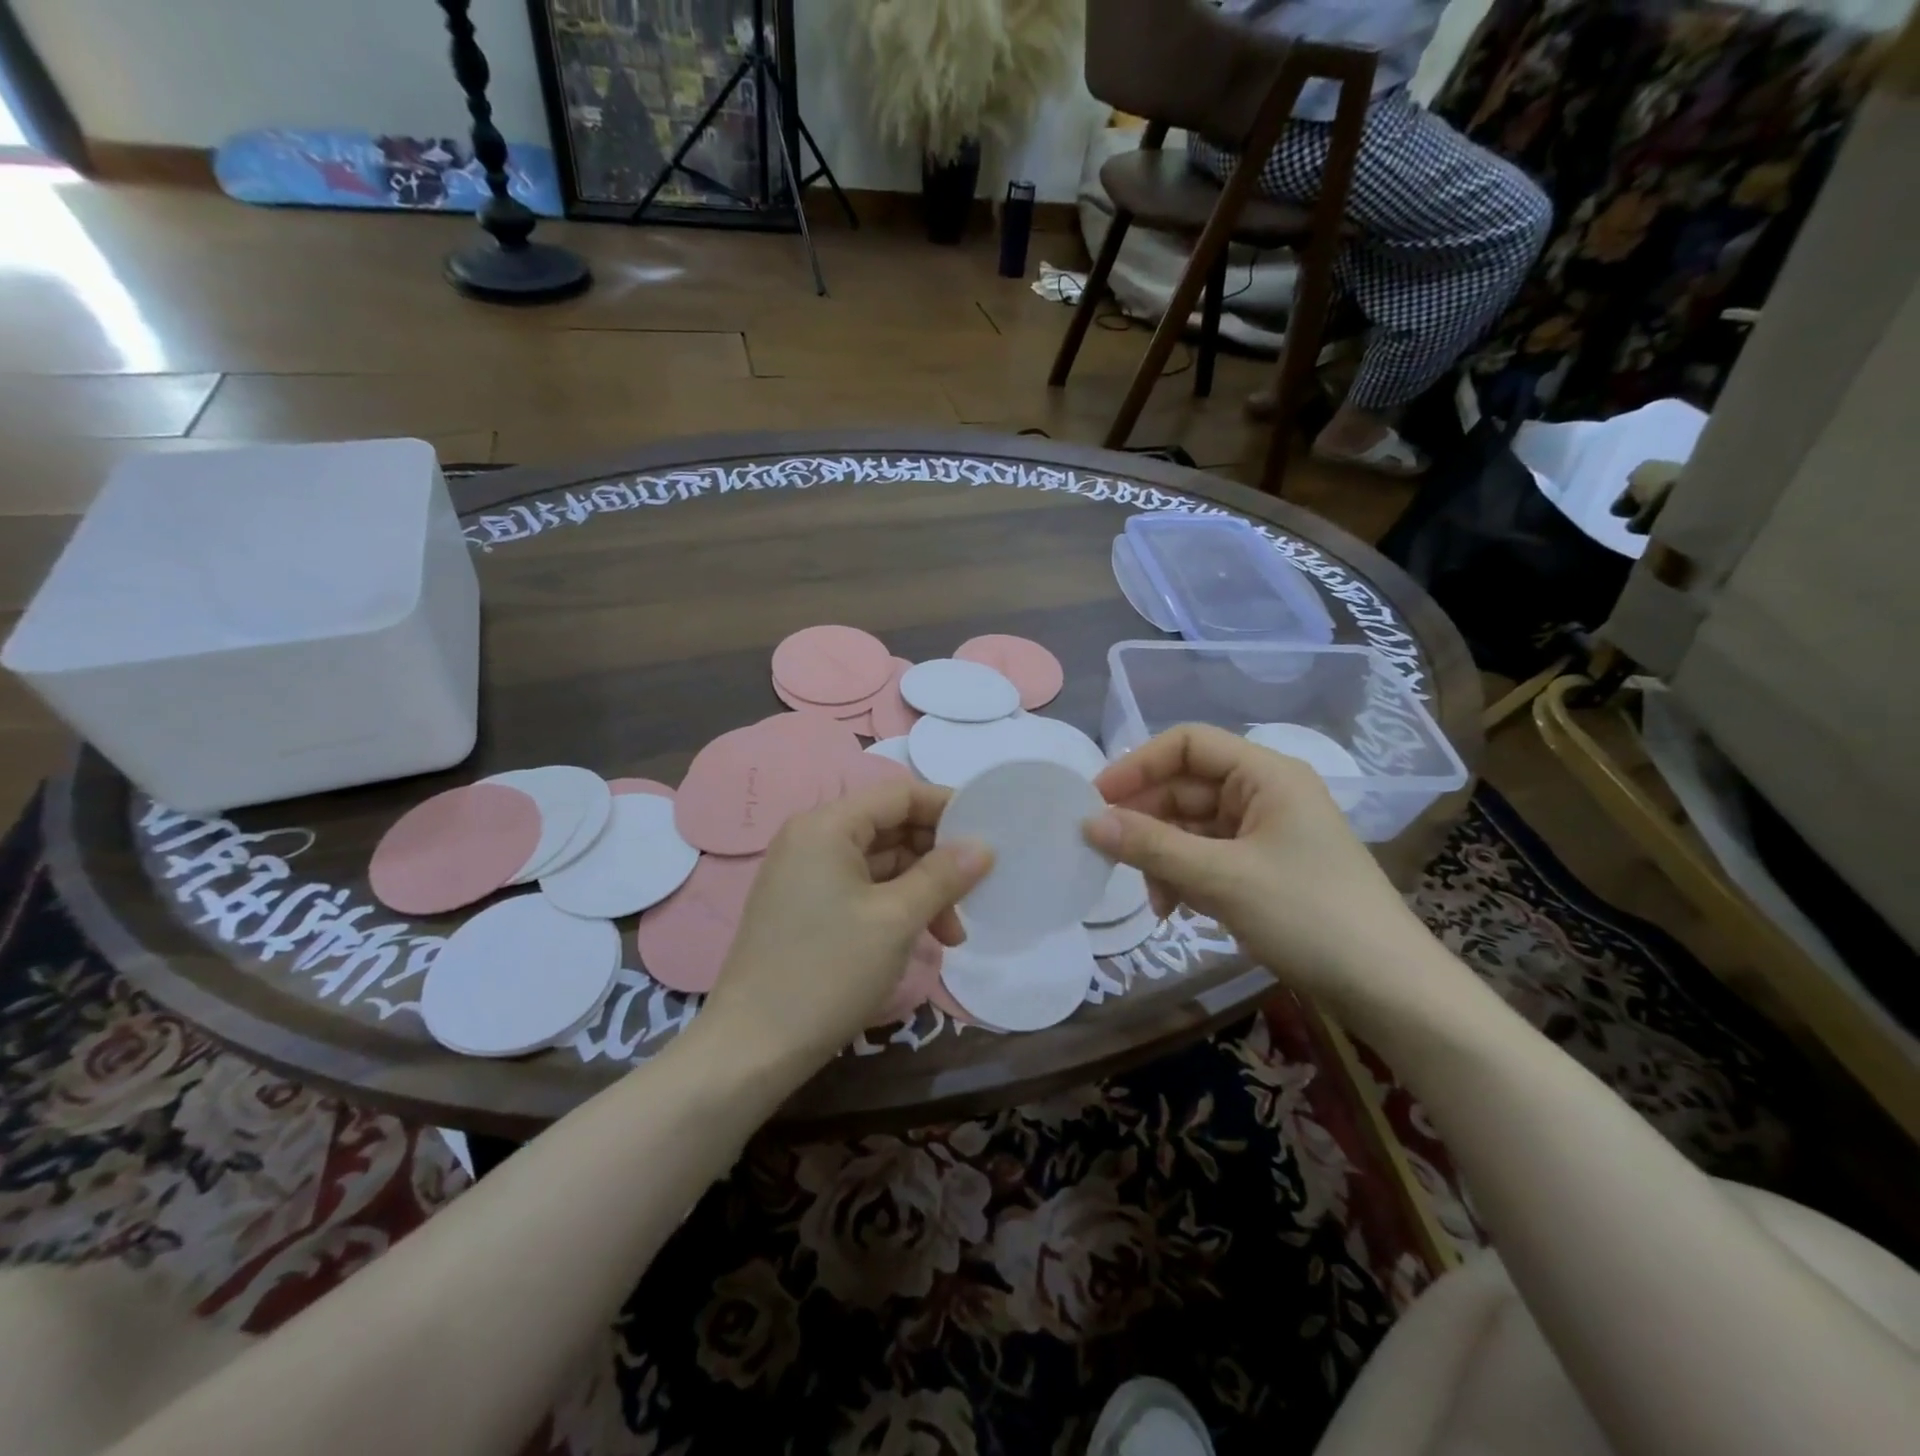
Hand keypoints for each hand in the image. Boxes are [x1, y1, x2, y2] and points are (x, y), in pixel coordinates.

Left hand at [701, 780, 992, 1075]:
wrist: (753, 1048)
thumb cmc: (828, 971)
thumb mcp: (896, 919)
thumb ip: (943, 875)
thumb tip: (984, 846)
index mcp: (827, 826)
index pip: (898, 794)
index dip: (946, 807)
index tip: (989, 832)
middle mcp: (812, 839)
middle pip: (890, 828)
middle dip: (937, 859)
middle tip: (974, 894)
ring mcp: (805, 875)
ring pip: (880, 863)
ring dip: (921, 890)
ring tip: (952, 936)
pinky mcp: (806, 907)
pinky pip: (862, 889)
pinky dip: (896, 906)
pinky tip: (921, 939)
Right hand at [1086, 724, 1438, 1014]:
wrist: (1389, 990)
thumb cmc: (1308, 916)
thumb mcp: (1221, 879)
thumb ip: (1151, 846)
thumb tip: (1089, 823)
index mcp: (1265, 774)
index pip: (1187, 744)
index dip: (1137, 765)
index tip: (1096, 800)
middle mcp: (1265, 793)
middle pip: (1186, 786)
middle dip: (1146, 820)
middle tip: (1106, 853)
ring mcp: (1266, 832)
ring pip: (1192, 826)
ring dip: (1163, 856)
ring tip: (1153, 898)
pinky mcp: (1265, 868)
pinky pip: (1208, 857)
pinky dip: (1184, 877)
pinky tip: (1174, 910)